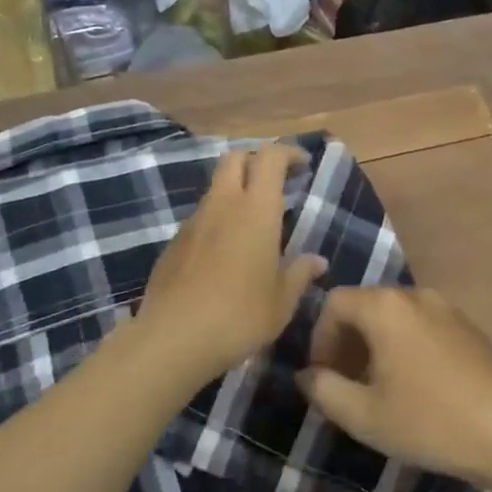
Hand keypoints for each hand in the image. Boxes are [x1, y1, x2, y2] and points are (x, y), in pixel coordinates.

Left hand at [134, 143, 326, 387]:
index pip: (270, 157)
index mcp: (256, 209)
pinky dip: (216, 220)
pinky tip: (224, 254)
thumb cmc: (240, 316)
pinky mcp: (173, 242)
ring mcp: (194, 221)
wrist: (174, 338)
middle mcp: (223, 204)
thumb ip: (300, 274)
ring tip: (252, 223)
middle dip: (256, 160)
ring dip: (235, 191)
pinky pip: (200, 217)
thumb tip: (317, 262)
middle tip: (275, 183)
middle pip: (235, 158)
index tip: (303, 165)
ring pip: (216, 187)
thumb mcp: (282, 301)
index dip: (288, 153)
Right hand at [298, 287, 491, 488]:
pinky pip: (421, 326)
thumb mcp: (365, 415)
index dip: (319, 338)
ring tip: (378, 391)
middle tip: (345, 386)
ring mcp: (445, 308)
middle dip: (346, 343)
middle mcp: (414, 295)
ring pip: (394, 318)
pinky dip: (404, 347)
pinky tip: (415, 389)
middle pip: (364, 306)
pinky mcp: (468, 327)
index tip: (323, 377)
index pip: (334, 303)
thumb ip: (324, 390)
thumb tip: (306, 375)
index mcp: (385, 306)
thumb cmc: (430, 420)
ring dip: (375, 347)